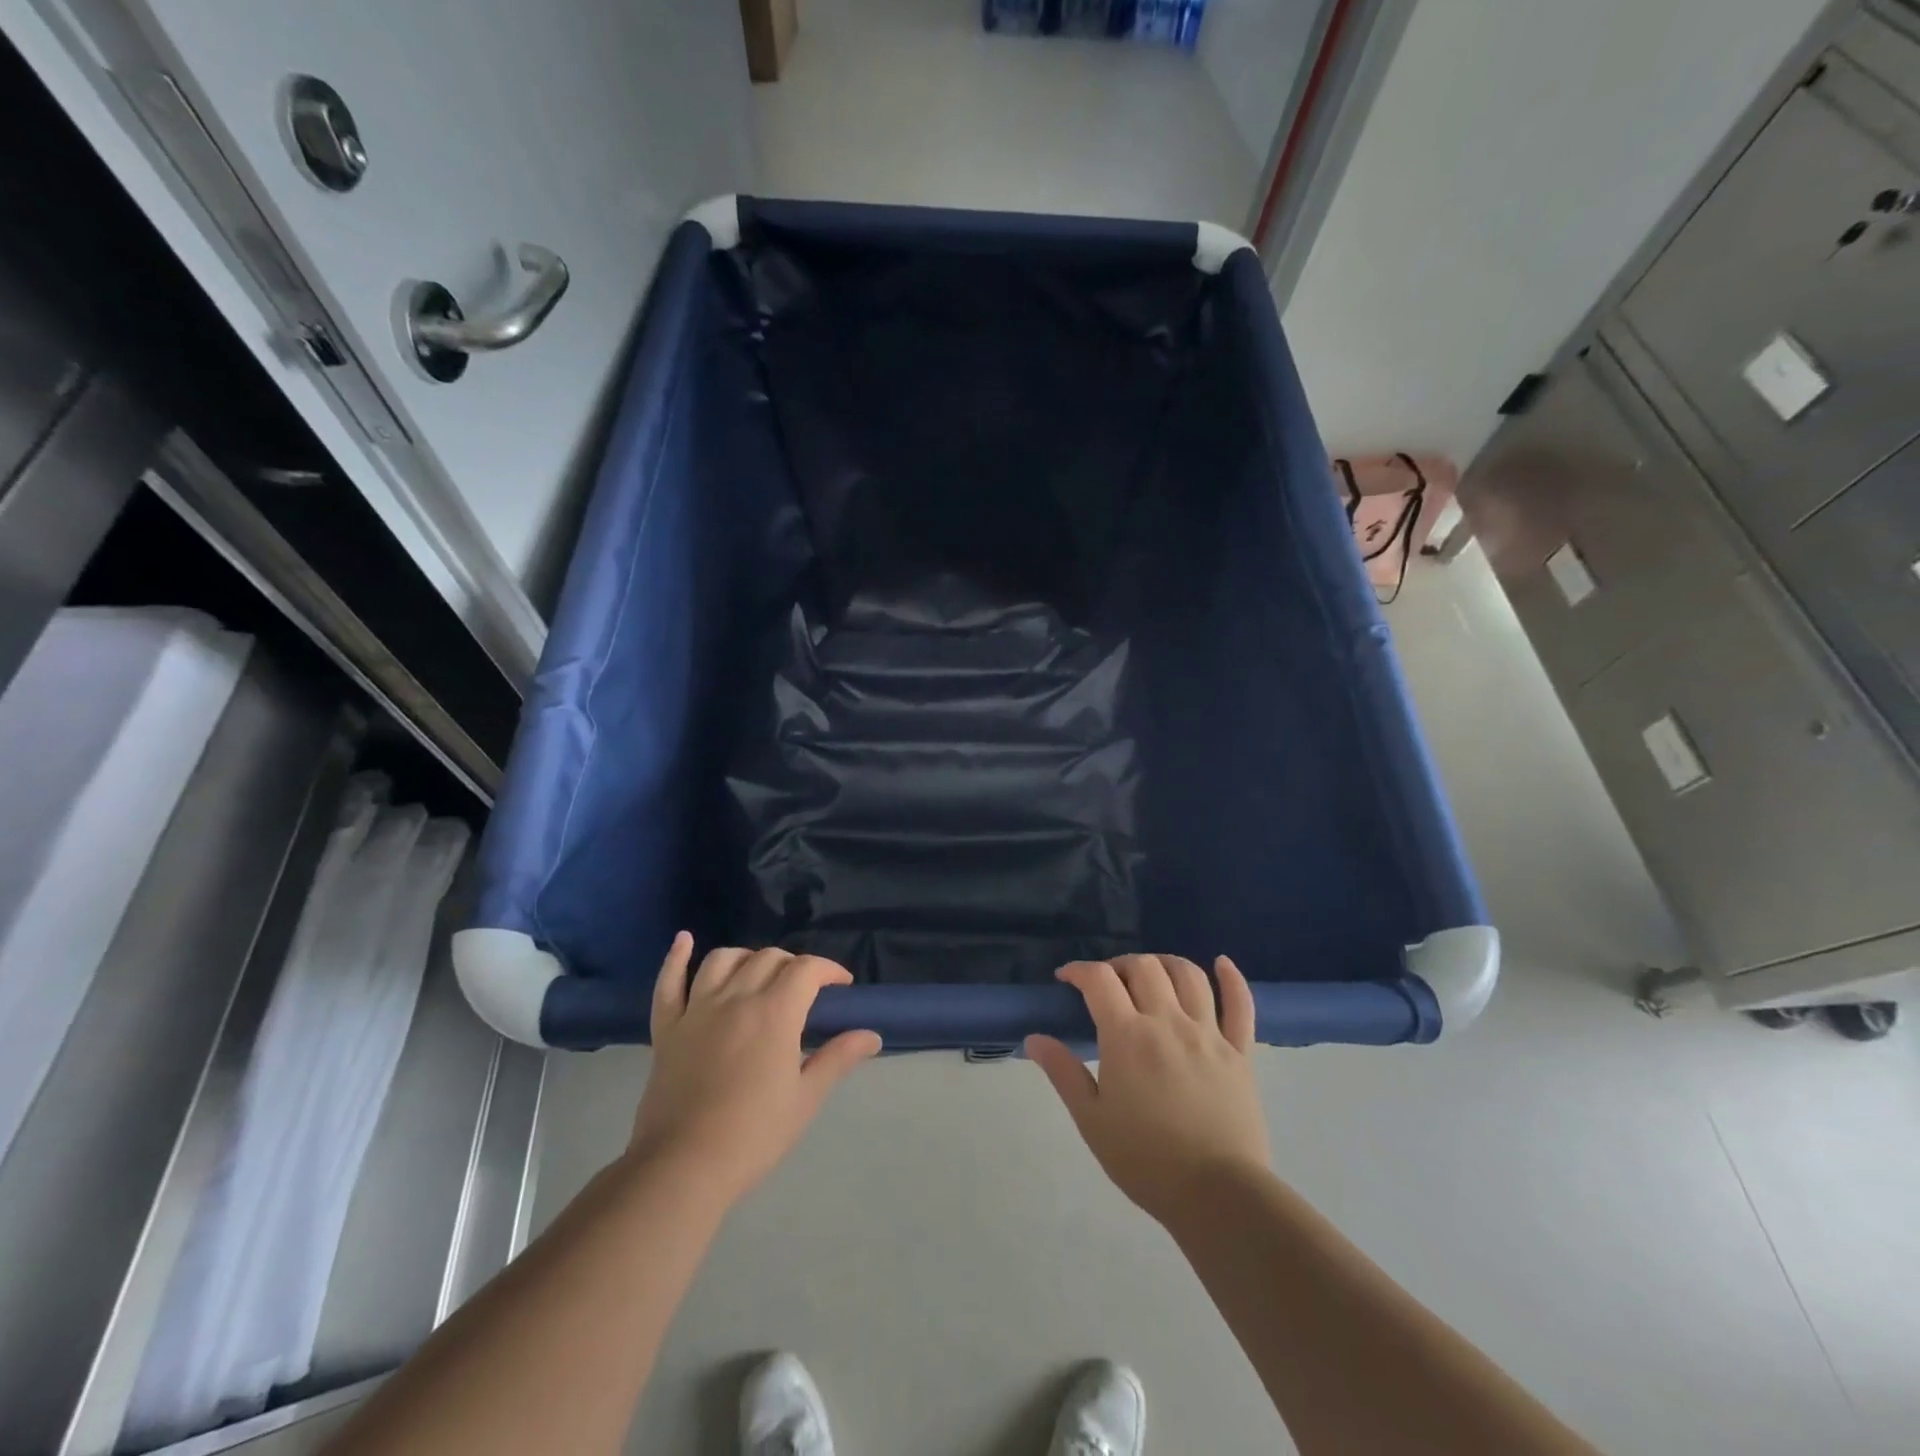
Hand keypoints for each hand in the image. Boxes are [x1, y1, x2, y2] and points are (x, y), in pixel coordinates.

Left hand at [629, 934, 880, 1203]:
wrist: (682, 1167)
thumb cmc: (753, 1135)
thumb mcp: (805, 1099)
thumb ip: (838, 1058)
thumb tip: (872, 1035)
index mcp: (775, 1013)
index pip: (807, 969)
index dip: (829, 969)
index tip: (841, 986)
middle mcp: (736, 998)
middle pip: (768, 958)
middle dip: (793, 965)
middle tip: (805, 990)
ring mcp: (697, 1009)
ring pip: (723, 960)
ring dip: (747, 958)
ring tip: (758, 973)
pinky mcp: (667, 1028)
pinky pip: (669, 983)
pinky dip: (676, 958)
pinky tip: (685, 941)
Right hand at [1026, 954, 1269, 1226]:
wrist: (1218, 1195)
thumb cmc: (1146, 1160)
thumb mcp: (1092, 1120)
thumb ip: (1063, 1073)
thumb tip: (1034, 1038)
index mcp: (1128, 1037)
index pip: (1099, 980)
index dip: (1079, 970)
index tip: (1066, 978)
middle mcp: (1168, 1022)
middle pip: (1143, 967)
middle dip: (1119, 965)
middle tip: (1108, 984)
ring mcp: (1209, 1033)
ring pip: (1189, 975)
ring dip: (1165, 963)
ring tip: (1151, 974)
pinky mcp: (1240, 1051)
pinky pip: (1241, 1004)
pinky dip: (1232, 978)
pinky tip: (1221, 963)